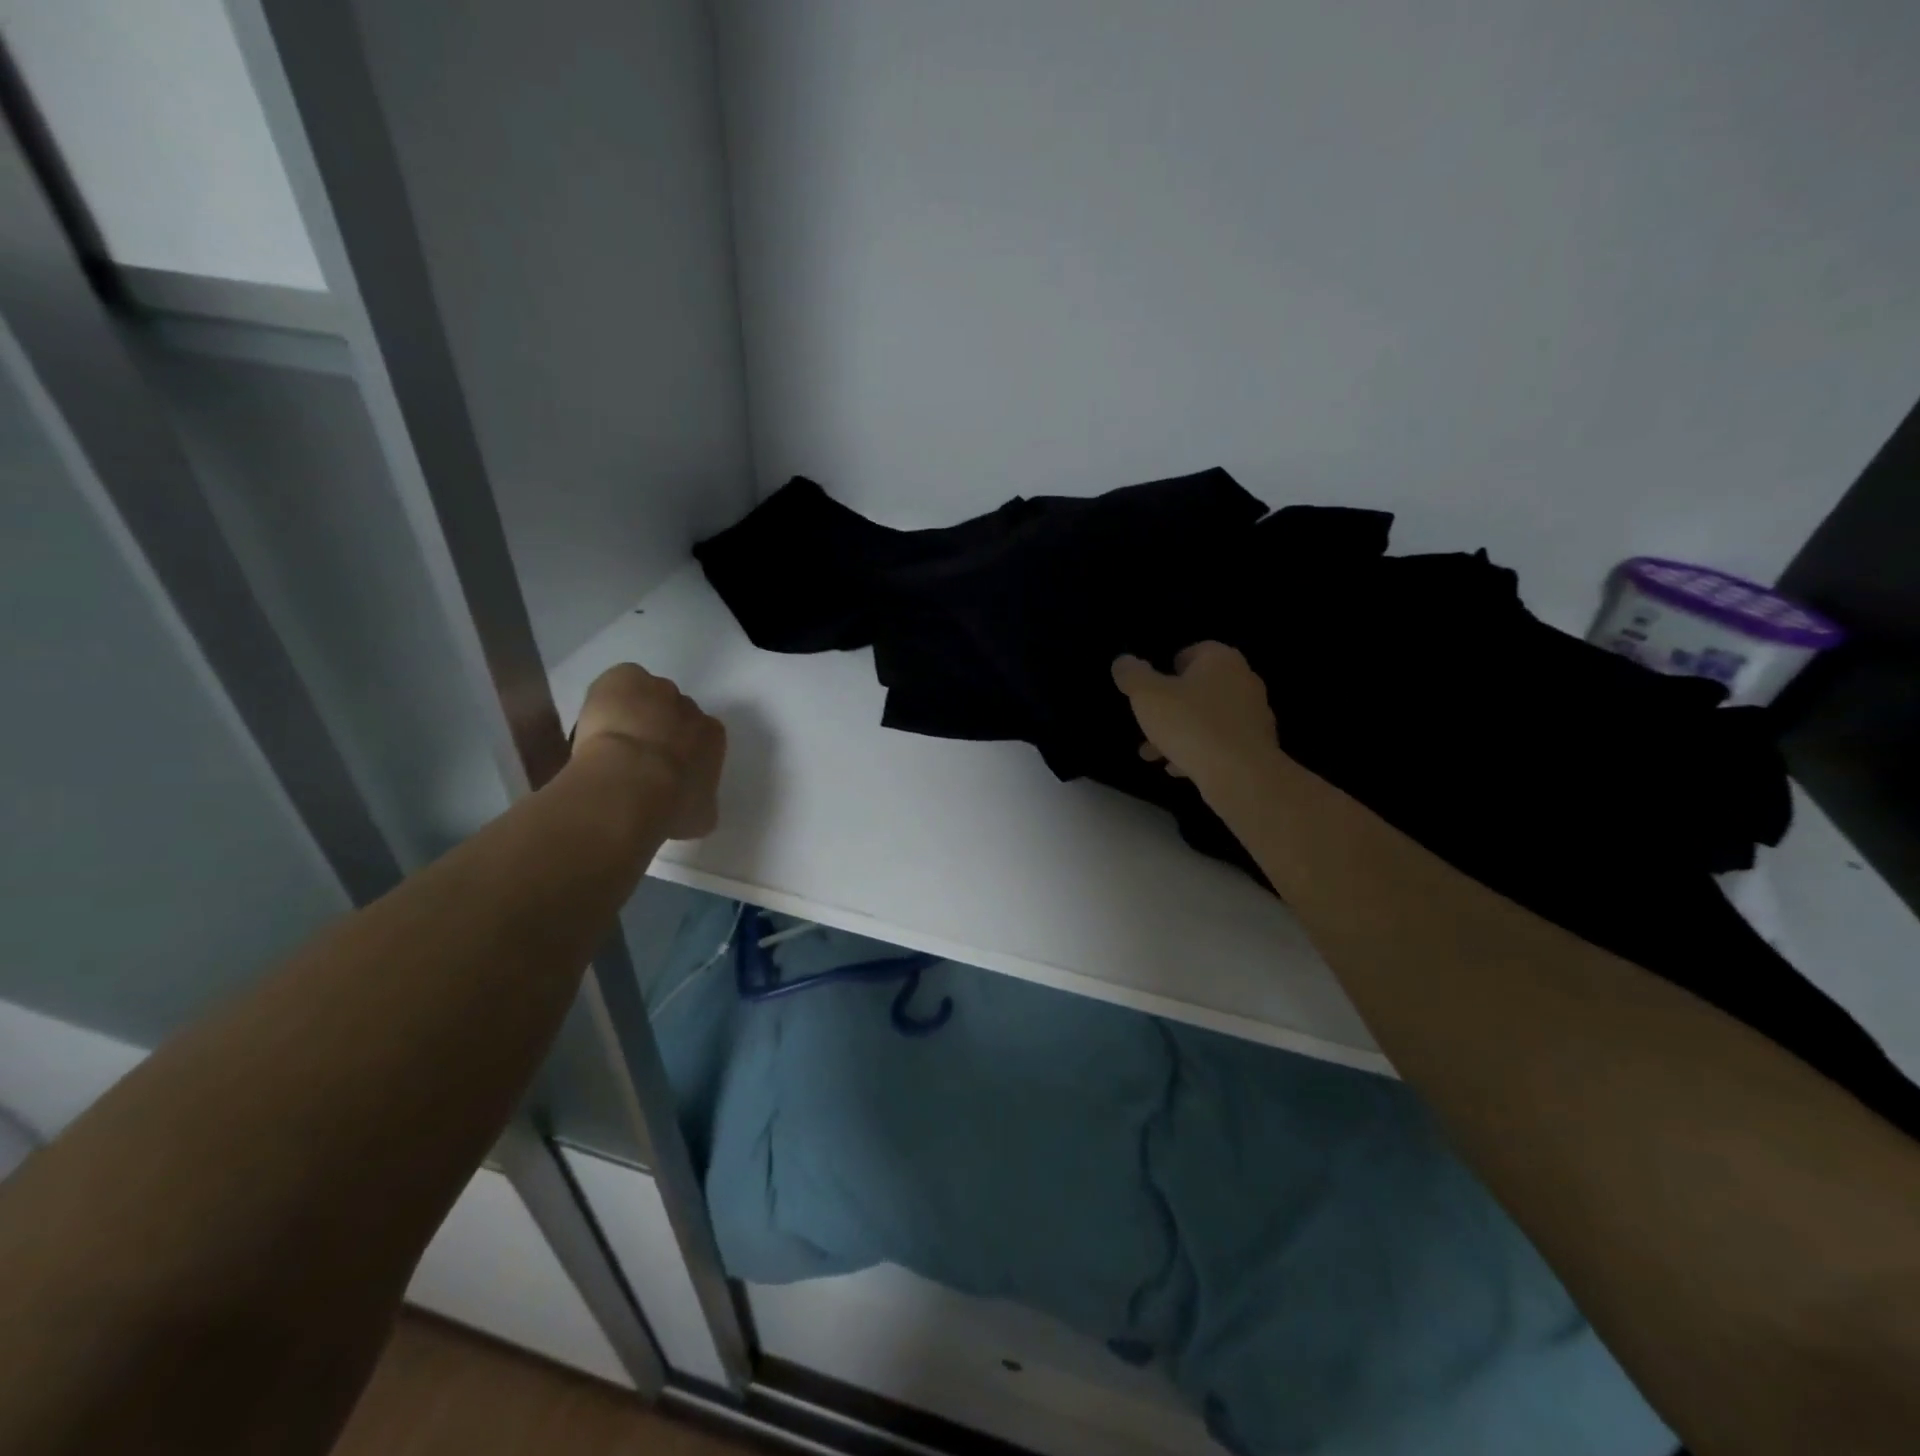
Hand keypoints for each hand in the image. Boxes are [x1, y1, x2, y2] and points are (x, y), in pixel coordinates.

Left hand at [573, 663, 725, 838]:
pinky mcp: (627, 677)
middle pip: (676, 713)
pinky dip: (611, 695)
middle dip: (660, 730)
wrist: (631, 783)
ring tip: (610, 739)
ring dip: (634, 712)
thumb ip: (701, 803)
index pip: (702, 737)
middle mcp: (691, 709)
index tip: (665, 768)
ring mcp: (658, 689)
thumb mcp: (699, 816)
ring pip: (648, 696)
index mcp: (713, 738)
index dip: (682, 751)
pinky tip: (598, 721)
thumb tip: (695, 807)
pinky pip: (623, 680)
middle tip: (636, 757)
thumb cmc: (670, 805)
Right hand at [1112, 643, 1281, 795]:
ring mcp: (1255, 714)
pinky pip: (1221, 743)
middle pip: (1199, 688)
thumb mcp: (1147, 696)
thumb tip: (1123, 662)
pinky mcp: (1258, 745)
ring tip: (1153, 754)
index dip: (1168, 668)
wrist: (1241, 775)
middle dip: (1170, 707)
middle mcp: (1243, 680)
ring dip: (1180, 732)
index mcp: (1221, 660)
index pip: (1193, 651)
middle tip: (1147, 725)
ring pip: (1208, 718)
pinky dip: (1199, 751)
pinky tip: (1178, 768)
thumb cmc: (1191, 725)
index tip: (1151, 690)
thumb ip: (1132, 675)